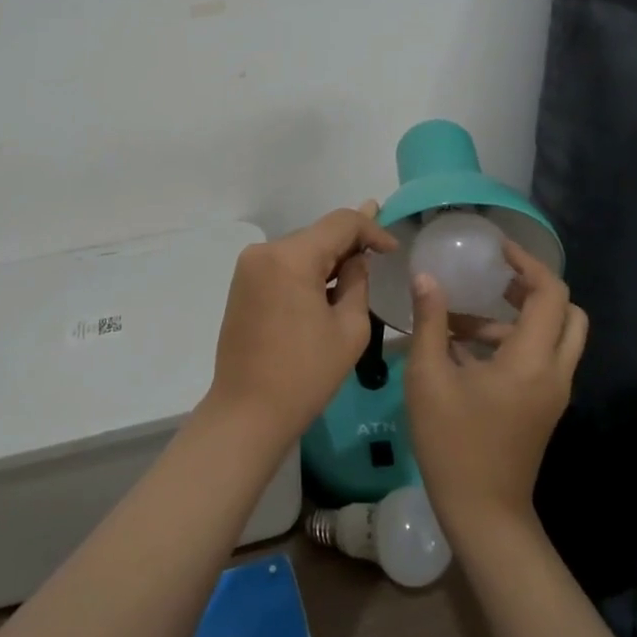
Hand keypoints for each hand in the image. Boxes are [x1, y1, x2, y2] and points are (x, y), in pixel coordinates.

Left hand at [206, 203, 398, 446]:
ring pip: (300, 248)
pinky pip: (283, 265)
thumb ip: (358, 282)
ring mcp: (248, 267)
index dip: (372, 229)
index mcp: (291, 257)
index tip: (394, 249)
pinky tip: (327, 284)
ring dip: (328, 257)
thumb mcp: (349, 328)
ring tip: (360, 264)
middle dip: (350, 243)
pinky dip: (307, 270)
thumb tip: (356, 259)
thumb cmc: (305, 374)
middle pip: (318, 233)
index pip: (340, 223)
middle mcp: (264, 251)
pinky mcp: (242, 285)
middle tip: (382, 251)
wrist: (247, 413)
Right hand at [404, 239, 587, 545]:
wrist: (483, 513)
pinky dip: (513, 342)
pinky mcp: (544, 407)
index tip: (497, 249)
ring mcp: (553, 392)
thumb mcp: (428, 377)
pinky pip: (542, 358)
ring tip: (459, 320)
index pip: (550, 293)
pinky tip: (463, 351)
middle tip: (495, 279)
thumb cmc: (452, 443)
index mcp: (531, 360)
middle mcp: (554, 371)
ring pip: (554, 336)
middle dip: (533, 288)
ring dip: (515, 318)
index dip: (527, 263)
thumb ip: (430, 322)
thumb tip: (426, 277)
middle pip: (567, 312)